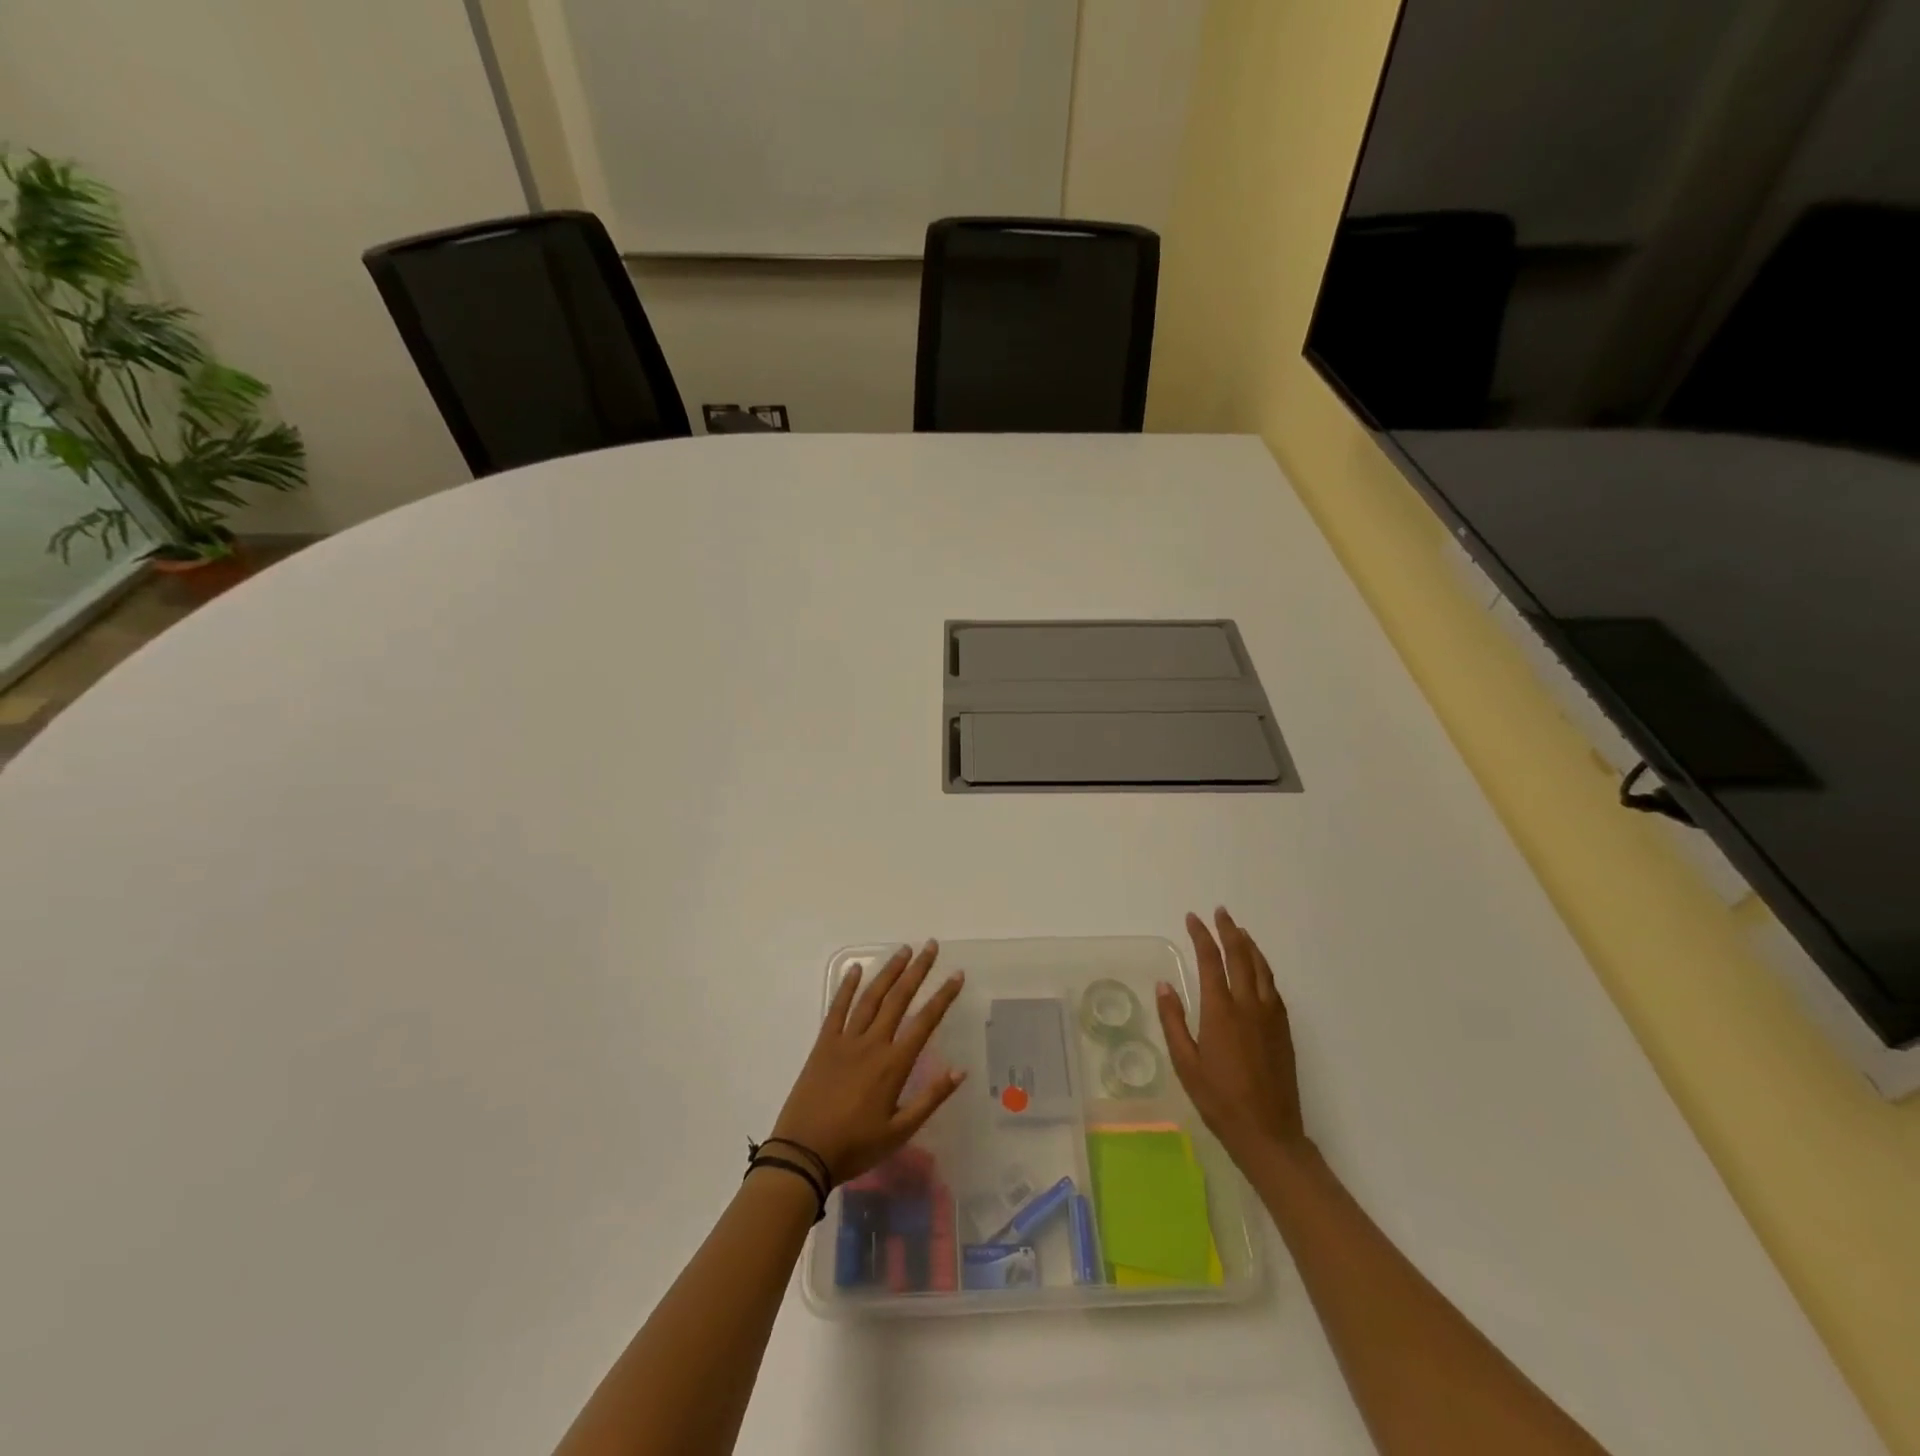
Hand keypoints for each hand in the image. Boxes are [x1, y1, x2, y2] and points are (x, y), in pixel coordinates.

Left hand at [770, 941, 966, 1184]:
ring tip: (904, 950)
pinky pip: (837, 1009)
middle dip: (918, 970)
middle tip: (931, 946)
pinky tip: (855, 969)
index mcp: (893, 1064)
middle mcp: (872, 1044)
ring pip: (871, 997)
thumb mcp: (900, 1132)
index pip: (925, 1022)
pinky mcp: (823, 1044)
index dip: (943, 996)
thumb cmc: (855, 1147)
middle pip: (899, 999)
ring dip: (889, 971)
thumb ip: (930, 1098)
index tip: (956, 974)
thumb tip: (960, 1071)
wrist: (803, 1154)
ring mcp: (845, 1040)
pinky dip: (847, 987)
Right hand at [1156, 908, 1307, 1167]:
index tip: (1193, 918)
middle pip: (1240, 956)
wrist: (1268, 1132)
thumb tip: (1165, 985)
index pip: (1211, 961)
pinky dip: (1263, 968)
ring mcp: (1270, 1017)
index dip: (1201, 936)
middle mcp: (1248, 1006)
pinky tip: (1258, 969)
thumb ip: (1173, 1020)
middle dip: (1228, 931)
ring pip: (1262, 968)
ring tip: (1239, 931)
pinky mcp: (1283, 1030)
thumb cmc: (1218, 1099)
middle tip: (1220, 912)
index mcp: (1221, 1011)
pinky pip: (1273, 987)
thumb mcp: (1185, 1063)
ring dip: (1249, 945)